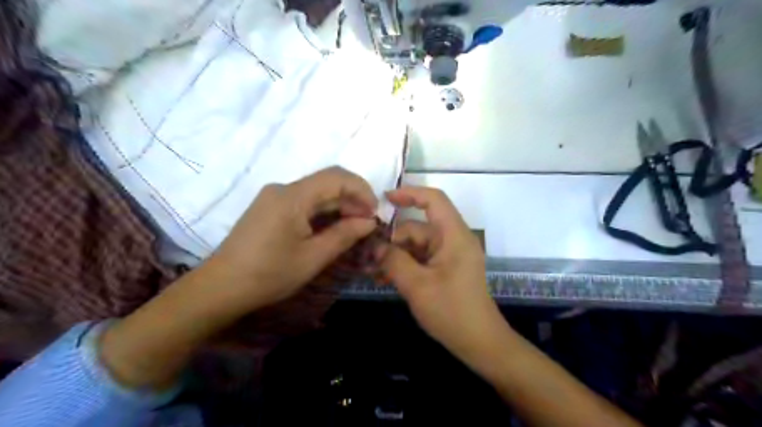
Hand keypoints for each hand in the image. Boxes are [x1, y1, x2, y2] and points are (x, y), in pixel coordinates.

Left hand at [209, 167, 379, 313]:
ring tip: (354, 228)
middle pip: (327, 183)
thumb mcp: (313, 257)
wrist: (221, 287)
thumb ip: (344, 235)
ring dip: (339, 206)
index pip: (337, 177)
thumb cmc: (269, 274)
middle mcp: (283, 188)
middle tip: (368, 224)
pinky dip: (323, 212)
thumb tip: (370, 221)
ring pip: (317, 192)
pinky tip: (332, 228)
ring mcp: (275, 197)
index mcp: (292, 196)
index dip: (362, 190)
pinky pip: (304, 202)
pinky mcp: (271, 207)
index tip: (376, 212)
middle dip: (353, 200)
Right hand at [374, 189, 504, 361]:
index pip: (434, 200)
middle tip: (367, 256)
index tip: (384, 199)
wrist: (479, 342)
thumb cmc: (451, 311)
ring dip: (395, 256)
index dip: (409, 194)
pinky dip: (405, 265)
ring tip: (372, 271)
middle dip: (392, 240)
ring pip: (416, 245)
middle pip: (417, 228)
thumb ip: (393, 261)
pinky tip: (385, 278)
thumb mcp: (417, 285)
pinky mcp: (445, 268)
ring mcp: (449, 255)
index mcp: (454, 236)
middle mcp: (453, 240)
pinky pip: (421, 259)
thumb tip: (375, 246)